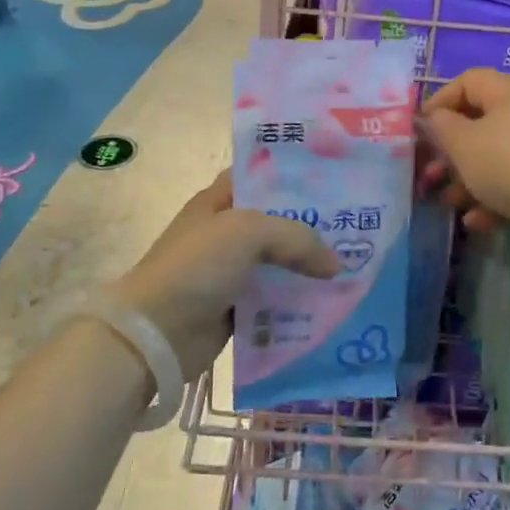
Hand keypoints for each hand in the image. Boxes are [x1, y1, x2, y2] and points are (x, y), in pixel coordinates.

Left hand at [109, 170, 338, 378]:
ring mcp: (229, 271)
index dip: (294, 175)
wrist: (155, 334)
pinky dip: (296, 300)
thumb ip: (298, 238)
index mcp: (218, 200)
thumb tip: (334, 265)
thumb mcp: (249, 232)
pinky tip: (329, 300)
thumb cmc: (197, 266)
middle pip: (276, 221)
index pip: (261, 176)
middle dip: (312, 225)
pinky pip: (274, 299)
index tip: (334, 179)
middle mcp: (224, 231)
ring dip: (308, 266)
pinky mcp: (234, 307)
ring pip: (279, 262)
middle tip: (354, 226)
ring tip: (350, 265)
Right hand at [418, 70, 509, 271]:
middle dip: (450, 151)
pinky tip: (478, 223)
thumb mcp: (465, 143)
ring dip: (468, 181)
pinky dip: (494, 203)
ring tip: (449, 203)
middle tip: (429, 175)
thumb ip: (442, 128)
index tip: (419, 131)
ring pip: (496, 159)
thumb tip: (436, 118)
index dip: (440, 102)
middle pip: (481, 124)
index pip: (469, 81)